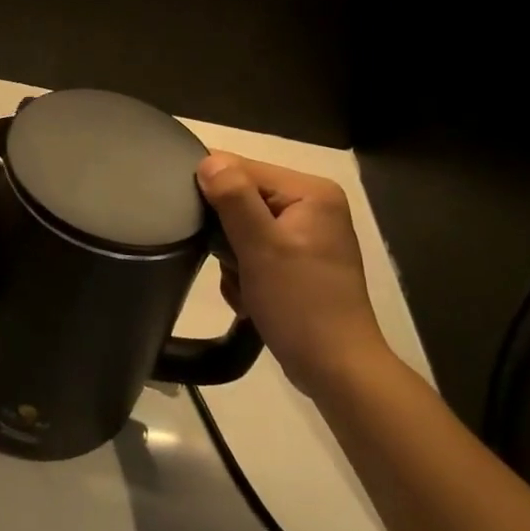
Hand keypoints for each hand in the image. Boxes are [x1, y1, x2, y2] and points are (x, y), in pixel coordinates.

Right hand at [197, 152, 390, 393]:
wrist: (337, 370)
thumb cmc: (300, 304)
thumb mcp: (260, 247)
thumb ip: (233, 198)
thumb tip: (208, 161)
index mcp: (310, 192)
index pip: (243, 168)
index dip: (212, 190)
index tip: (193, 222)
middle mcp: (313, 205)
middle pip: (243, 198)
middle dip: (226, 233)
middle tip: (230, 265)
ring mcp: (308, 235)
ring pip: (244, 227)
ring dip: (233, 258)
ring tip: (243, 287)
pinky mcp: (301, 261)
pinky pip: (257, 250)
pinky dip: (246, 273)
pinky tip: (251, 298)